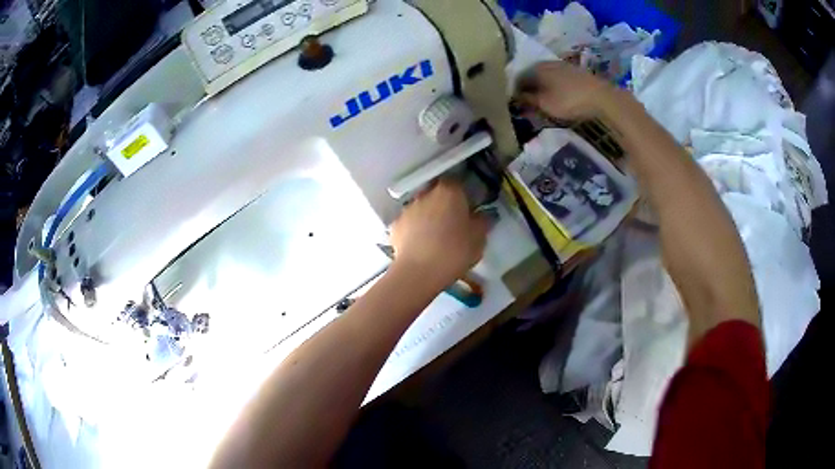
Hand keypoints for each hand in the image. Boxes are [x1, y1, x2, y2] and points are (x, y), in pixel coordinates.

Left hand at [389, 180, 488, 288]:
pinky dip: (414, 230)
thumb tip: (484, 215)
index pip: (458, 183)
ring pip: (422, 208)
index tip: (469, 209)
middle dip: (445, 205)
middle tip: (454, 223)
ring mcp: (408, 209)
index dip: (464, 195)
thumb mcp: (479, 239)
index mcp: (449, 192)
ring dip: (428, 217)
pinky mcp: (395, 226)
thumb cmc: (454, 251)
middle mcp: (426, 194)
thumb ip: (483, 222)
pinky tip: (421, 245)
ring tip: (436, 237)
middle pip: (437, 194)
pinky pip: (409, 223)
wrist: (418, 272)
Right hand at [516, 61, 616, 120]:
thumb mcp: (545, 104)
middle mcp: (546, 63)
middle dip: (529, 89)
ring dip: (542, 87)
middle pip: (532, 76)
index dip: (515, 92)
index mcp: (536, 68)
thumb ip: (528, 100)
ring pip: (545, 76)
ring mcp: (562, 65)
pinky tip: (557, 96)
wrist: (602, 97)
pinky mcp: (574, 71)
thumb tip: (515, 97)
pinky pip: (557, 78)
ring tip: (543, 101)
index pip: (518, 79)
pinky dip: (553, 86)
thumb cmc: (570, 100)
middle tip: (528, 104)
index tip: (515, 104)